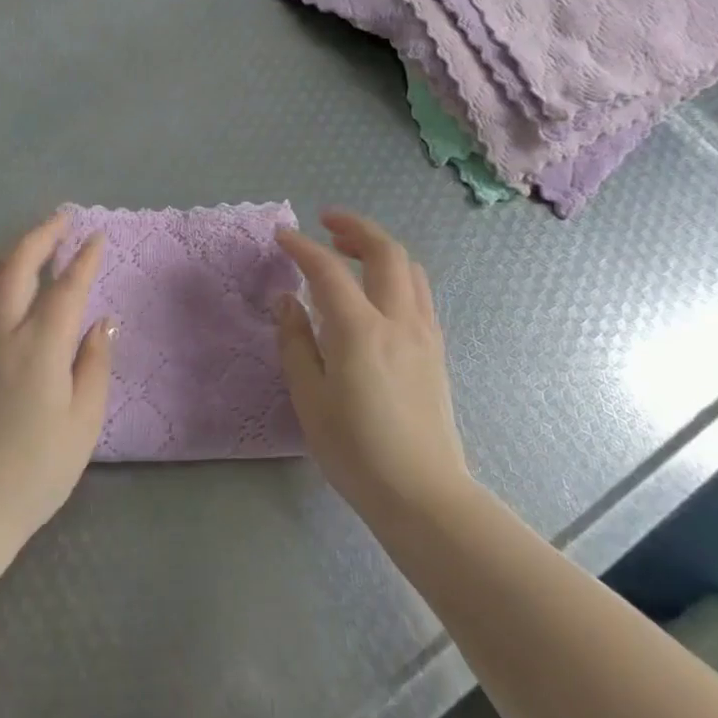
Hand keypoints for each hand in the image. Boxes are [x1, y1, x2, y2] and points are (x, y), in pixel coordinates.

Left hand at [0, 213, 114, 558]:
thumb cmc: (34, 473)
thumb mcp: (82, 424)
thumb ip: (94, 365)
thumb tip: (103, 322)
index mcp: (39, 347)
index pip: (66, 288)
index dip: (84, 259)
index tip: (96, 238)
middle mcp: (0, 332)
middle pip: (18, 266)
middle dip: (42, 236)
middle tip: (61, 220)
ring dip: (10, 252)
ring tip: (30, 243)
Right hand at [276, 210, 469, 518]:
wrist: (422, 494)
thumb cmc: (356, 451)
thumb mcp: (309, 398)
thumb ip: (295, 342)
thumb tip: (287, 300)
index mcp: (360, 330)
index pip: (328, 270)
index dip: (302, 247)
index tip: (281, 236)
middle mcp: (397, 320)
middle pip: (385, 251)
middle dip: (354, 227)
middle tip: (325, 224)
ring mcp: (424, 332)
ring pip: (409, 268)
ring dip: (379, 247)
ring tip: (350, 250)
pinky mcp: (436, 349)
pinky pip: (418, 292)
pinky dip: (396, 273)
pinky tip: (376, 290)